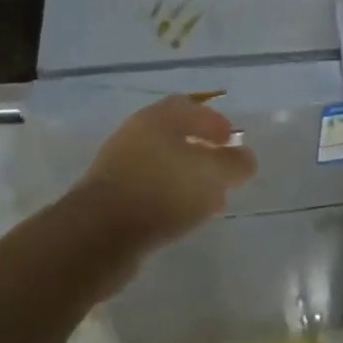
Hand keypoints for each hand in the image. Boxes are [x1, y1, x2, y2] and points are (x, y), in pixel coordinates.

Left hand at [77, 95, 256, 253]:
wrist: (98, 235)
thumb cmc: (161, 191)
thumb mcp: (211, 174)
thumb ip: (233, 163)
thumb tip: (245, 158)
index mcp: (157, 118)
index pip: (189, 107)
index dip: (214, 121)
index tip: (232, 142)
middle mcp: (135, 134)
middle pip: (175, 135)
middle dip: (202, 152)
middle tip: (223, 173)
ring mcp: (119, 166)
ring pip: (162, 164)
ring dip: (187, 178)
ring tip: (209, 203)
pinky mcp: (110, 197)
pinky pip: (149, 189)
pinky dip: (169, 198)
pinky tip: (182, 218)